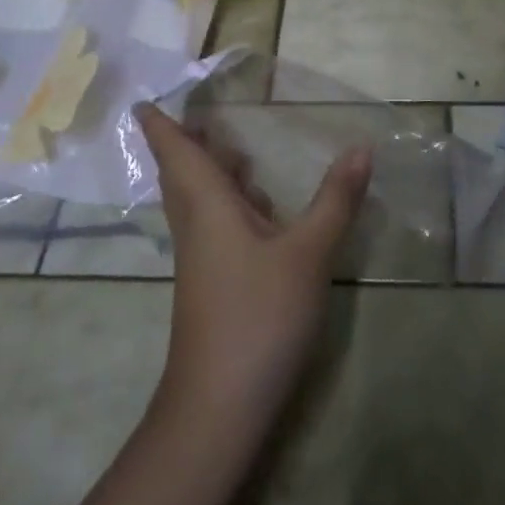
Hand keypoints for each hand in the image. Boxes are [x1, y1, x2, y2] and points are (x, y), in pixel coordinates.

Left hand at [137, 102, 369, 445]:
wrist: (220, 404)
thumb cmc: (258, 314)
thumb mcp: (308, 253)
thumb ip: (335, 199)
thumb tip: (361, 146)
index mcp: (207, 206)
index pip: (175, 153)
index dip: (159, 125)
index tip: (143, 101)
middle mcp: (196, 225)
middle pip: (182, 173)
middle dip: (186, 142)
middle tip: (199, 112)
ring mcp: (202, 258)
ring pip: (197, 201)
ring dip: (209, 171)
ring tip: (233, 148)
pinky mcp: (213, 282)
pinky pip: (213, 225)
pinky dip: (229, 202)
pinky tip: (259, 208)